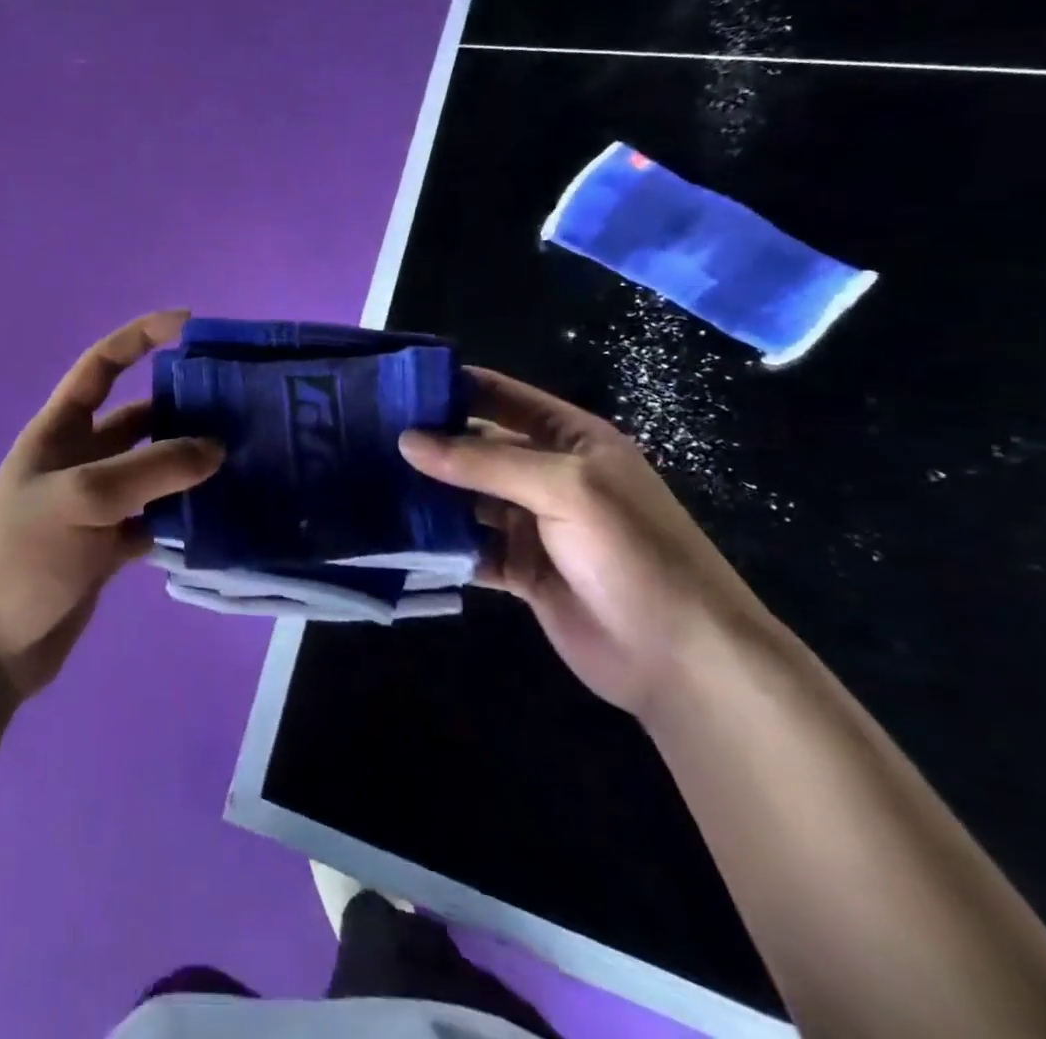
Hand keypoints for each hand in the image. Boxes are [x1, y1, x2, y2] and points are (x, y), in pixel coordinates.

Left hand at [0, 310, 222, 699]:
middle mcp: (81, 459)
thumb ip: (152, 469)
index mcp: (60, 430)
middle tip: (243, 409)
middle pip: (140, 419)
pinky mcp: (110, 546)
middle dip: (185, 409)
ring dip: (192, 467)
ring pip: (154, 472)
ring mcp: (97, 505)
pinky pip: (157, 519)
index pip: (101, 366)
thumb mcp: (83, 497)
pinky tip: (224, 518)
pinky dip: (186, 518)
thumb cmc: (21, 555)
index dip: (140, 337)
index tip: (189, 324)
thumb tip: (216, 447)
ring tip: (248, 460)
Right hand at [398, 370, 774, 718]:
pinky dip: (438, 542)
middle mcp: (547, 474)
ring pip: (465, 497)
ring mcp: (532, 523)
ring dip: (426, 493)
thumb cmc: (632, 553)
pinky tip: (396, 535)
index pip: (499, 396)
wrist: (682, 659)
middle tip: (363, 435)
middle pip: (475, 447)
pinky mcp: (519, 568)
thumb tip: (406, 440)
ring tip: (366, 480)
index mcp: (569, 438)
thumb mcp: (563, 489)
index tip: (391, 385)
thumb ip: (482, 462)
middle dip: (427, 442)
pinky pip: (468, 545)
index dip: (450, 386)